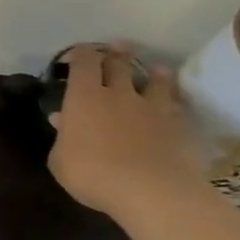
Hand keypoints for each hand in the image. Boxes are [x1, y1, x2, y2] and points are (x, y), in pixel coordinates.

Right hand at [47, 43, 206, 216]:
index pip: (83, 63)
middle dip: (115, 54)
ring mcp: (152, 110)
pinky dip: (174, 102)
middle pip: (118, 65)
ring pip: (155, 82)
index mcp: (84, 96)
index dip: (80, 54)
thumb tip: (62, 120)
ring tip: (158, 69)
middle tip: (117, 46)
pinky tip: (174, 104)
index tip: (78, 51)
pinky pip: (176, 107)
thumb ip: (62, 137)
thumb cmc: (92, 173)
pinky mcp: (179, 128)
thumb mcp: (60, 159)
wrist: (153, 193)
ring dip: (155, 74)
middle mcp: (118, 94)